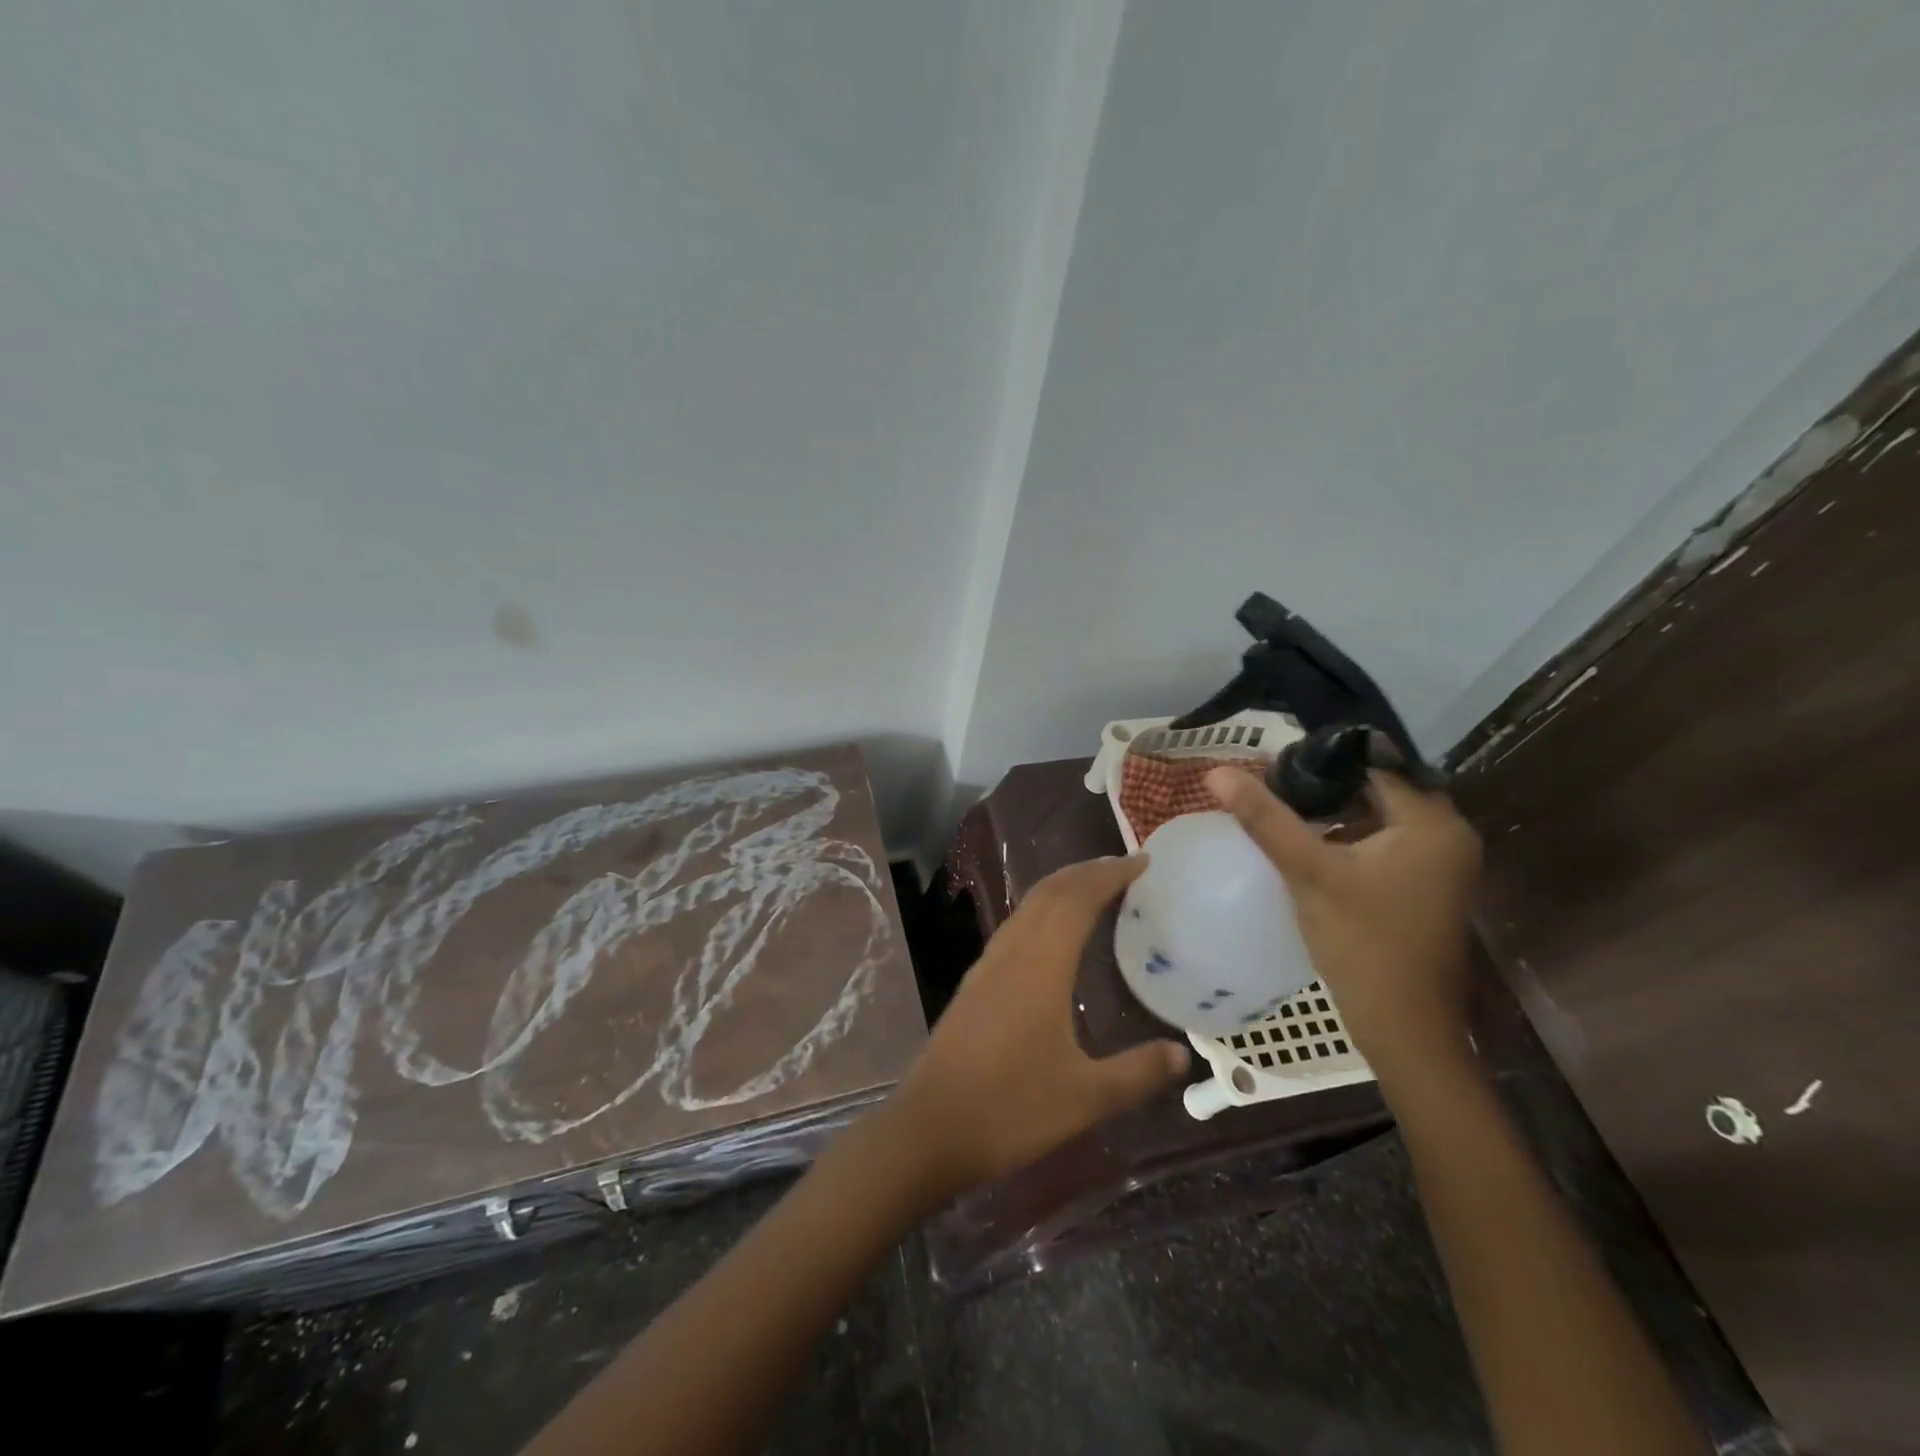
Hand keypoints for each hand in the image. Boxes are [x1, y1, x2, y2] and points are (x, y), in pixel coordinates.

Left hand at [895, 856, 1190, 1198]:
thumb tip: (1181, 1054)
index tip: (1143, 862)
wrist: (929, 1128)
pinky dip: (1043, 911)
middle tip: (1126, 868)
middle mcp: (1012, 952)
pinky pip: (1015, 927)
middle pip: (1050, 891)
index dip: (1110, 875)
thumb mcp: (1085, 1098)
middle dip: (1087, 872)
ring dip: (1062, 888)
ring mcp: (987, 964)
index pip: (1078, 899)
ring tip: (1095, 890)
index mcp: (1040, 965)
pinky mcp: (975, 982)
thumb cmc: (1009, 1108)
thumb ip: (1137, 1073)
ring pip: (1028, 906)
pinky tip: (1053, 936)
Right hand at [1206, 767, 1481, 1073]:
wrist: (1404, 1027)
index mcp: (1432, 822)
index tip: (1272, 769)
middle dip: (1323, 790)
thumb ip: (1265, 819)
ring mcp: (1441, 865)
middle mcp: (1448, 835)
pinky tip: (1310, 851)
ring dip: (1334, 817)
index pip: (1370, 767)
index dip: (1319, 764)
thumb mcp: (1308, 872)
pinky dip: (1349, 842)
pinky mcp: (1427, 888)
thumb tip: (1216, 773)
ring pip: (1378, 820)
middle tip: (1272, 791)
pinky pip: (1384, 847)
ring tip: (1282, 816)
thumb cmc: (1362, 942)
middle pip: (1375, 792)